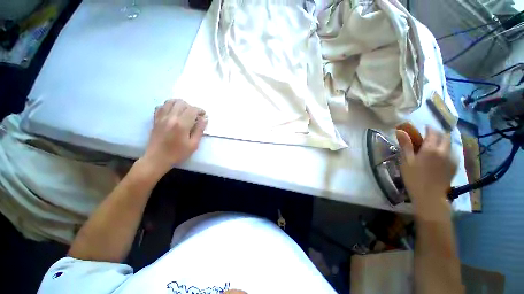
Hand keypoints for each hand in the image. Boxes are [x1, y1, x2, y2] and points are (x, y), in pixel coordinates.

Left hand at [142, 99, 206, 176]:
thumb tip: (204, 119)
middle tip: (195, 115)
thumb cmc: (178, 153)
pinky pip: (161, 106)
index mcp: (181, 124)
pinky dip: (169, 106)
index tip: (204, 115)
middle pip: (182, 103)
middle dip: (191, 107)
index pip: (192, 110)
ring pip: (171, 102)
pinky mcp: (155, 119)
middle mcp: (171, 117)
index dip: (200, 110)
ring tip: (185, 111)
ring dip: (180, 104)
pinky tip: (173, 113)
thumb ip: (199, 130)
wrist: (157, 159)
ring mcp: (161, 117)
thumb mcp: (193, 144)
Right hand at [396, 126, 456, 205]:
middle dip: (437, 133)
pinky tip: (440, 157)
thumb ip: (405, 145)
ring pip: (450, 144)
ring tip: (434, 147)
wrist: (429, 196)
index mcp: (431, 149)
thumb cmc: (413, 177)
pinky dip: (447, 150)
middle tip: (428, 137)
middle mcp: (444, 151)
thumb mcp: (406, 160)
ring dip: (443, 141)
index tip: (423, 129)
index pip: (433, 132)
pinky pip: (452, 152)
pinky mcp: (455, 166)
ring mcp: (452, 158)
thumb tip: (399, 131)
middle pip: (445, 136)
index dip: (428, 128)